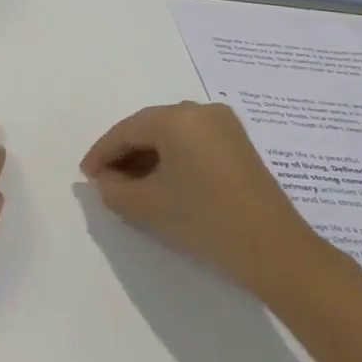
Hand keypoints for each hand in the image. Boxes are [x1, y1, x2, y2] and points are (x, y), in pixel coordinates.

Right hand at [80, 101, 323, 297]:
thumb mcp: (147, 207)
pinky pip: (192, 142)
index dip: (101, 154)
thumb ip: (113, 189)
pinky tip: (162, 183)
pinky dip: (172, 159)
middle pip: (149, 128)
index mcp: (176, 118)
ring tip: (131, 186)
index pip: (126, 131)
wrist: (276, 251)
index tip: (85, 176)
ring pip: (171, 135)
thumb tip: (106, 179)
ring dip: (148, 157)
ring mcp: (224, 125)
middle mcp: (200, 110)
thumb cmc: (205, 221)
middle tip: (106, 181)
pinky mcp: (238, 144)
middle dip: (124, 154)